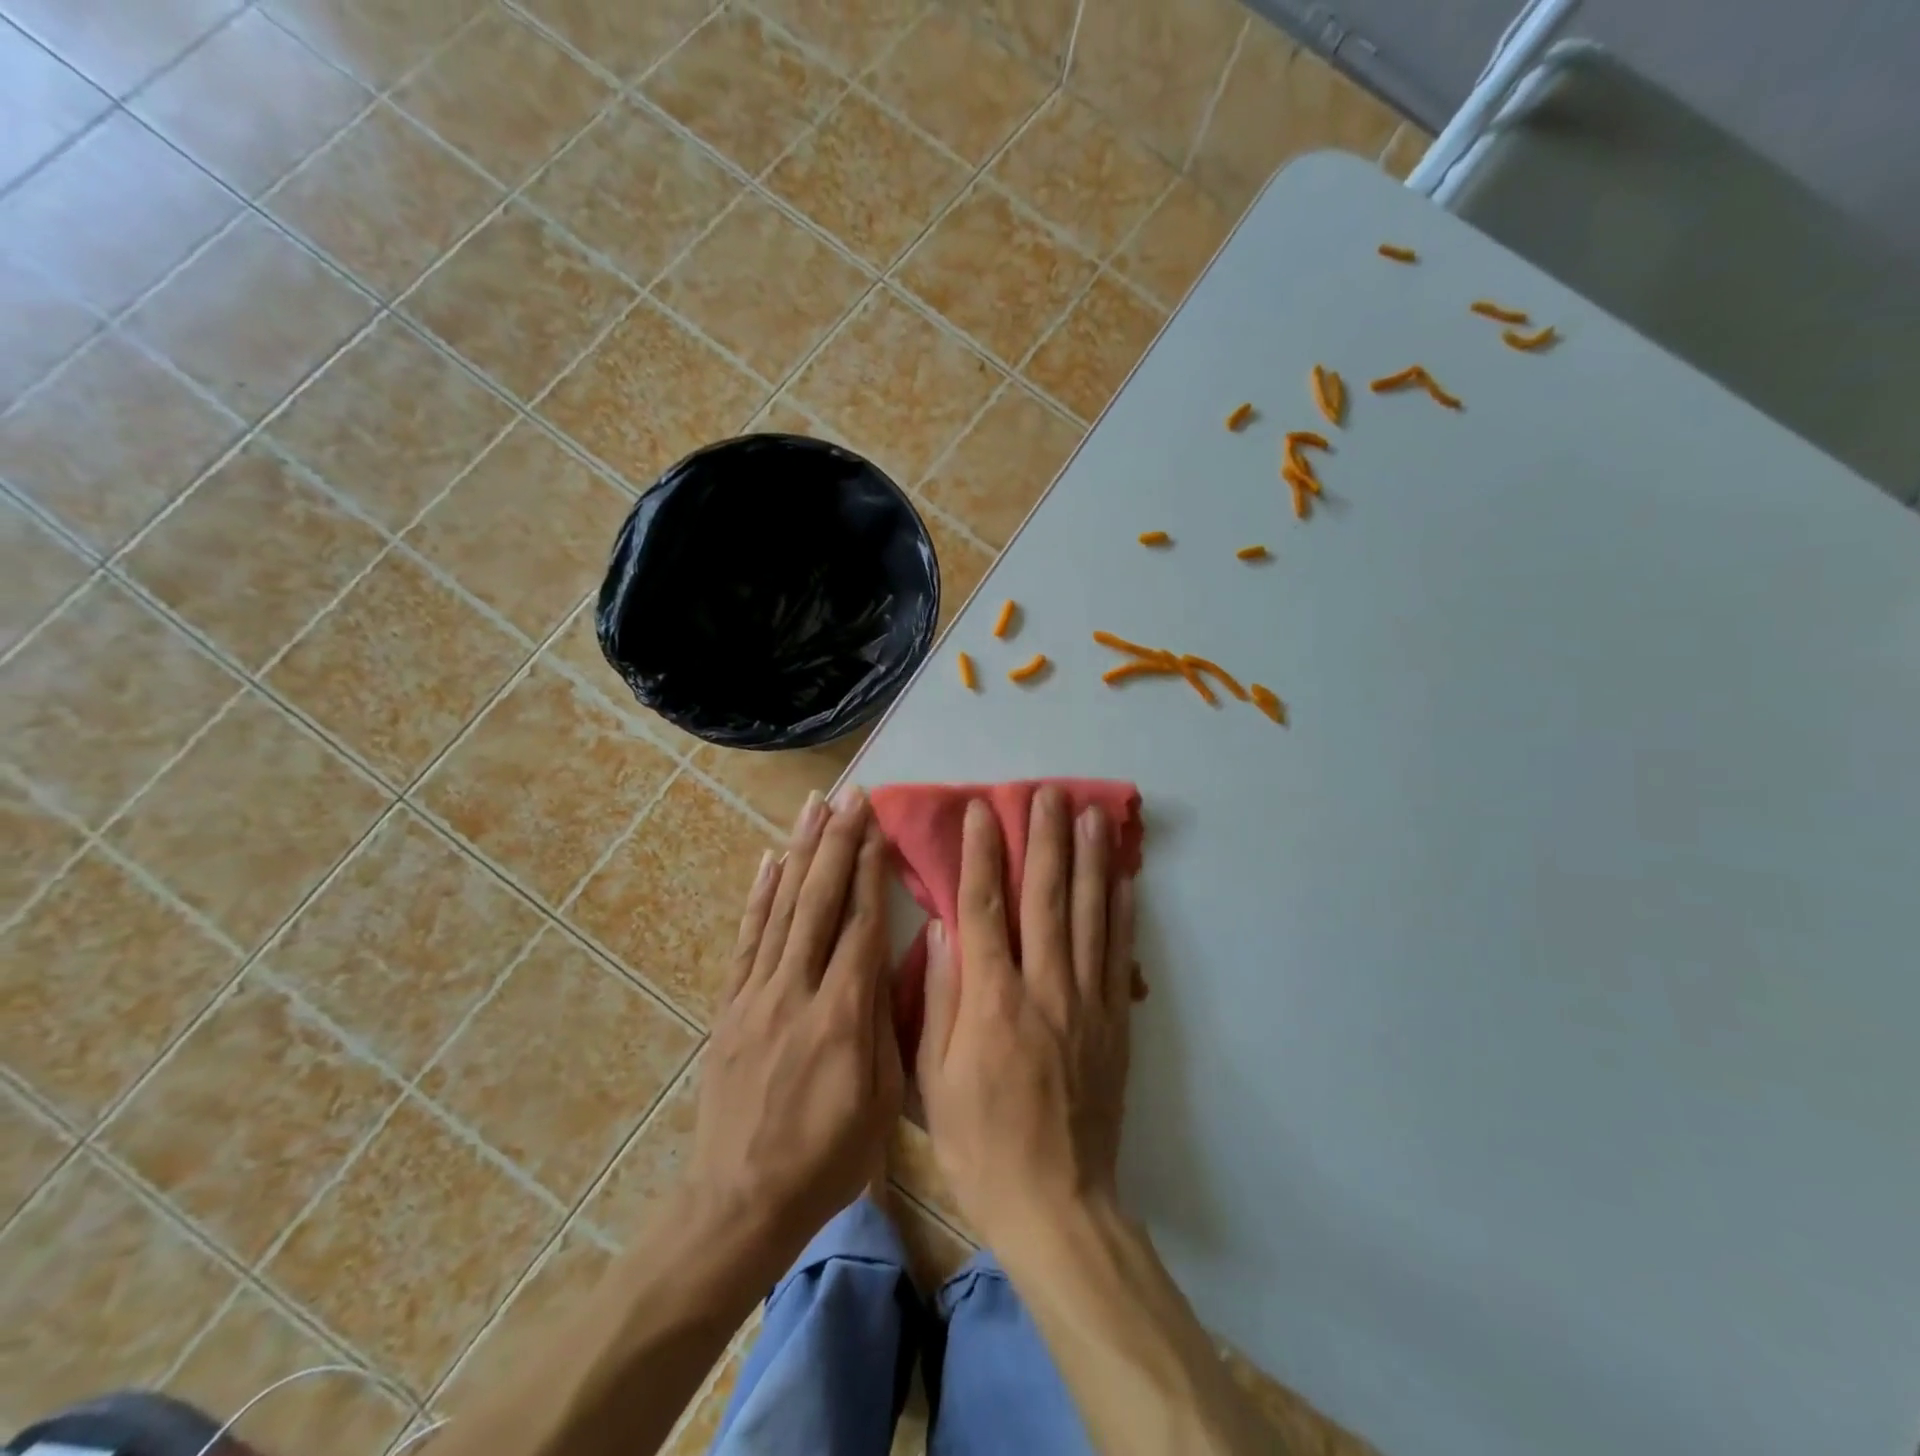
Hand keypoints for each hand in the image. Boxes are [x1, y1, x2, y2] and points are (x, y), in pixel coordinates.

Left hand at [685, 785, 901, 1265]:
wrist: (740, 1202)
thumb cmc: (828, 1158)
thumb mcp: (882, 1100)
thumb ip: (887, 1023)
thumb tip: (893, 961)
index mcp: (842, 1015)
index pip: (861, 924)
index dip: (870, 870)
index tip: (878, 826)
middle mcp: (796, 990)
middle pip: (819, 901)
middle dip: (837, 842)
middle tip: (851, 796)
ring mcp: (756, 994)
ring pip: (782, 908)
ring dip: (800, 852)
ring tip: (814, 807)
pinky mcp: (731, 1005)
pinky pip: (747, 939)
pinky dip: (759, 895)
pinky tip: (769, 860)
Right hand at [917, 787, 1137, 1248]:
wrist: (1057, 1203)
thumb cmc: (980, 1144)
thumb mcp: (934, 1080)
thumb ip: (940, 999)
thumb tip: (944, 930)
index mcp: (992, 1000)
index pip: (984, 908)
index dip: (981, 854)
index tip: (982, 811)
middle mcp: (1044, 987)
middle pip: (1045, 897)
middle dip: (1044, 839)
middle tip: (1047, 792)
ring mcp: (1086, 1001)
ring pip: (1088, 914)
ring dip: (1088, 859)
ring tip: (1091, 813)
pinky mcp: (1115, 1022)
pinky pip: (1119, 954)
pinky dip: (1122, 910)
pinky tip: (1122, 877)